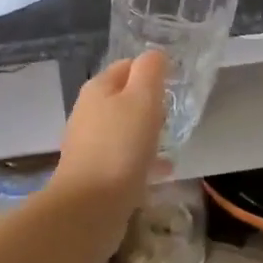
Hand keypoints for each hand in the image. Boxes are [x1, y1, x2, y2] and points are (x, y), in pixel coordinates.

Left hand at [50, 51, 168, 230]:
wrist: (89, 208)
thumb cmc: (120, 146)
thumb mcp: (142, 99)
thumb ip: (150, 71)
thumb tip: (155, 55)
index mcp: (98, 88)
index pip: (127, 66)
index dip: (150, 71)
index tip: (174, 84)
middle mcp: (88, 112)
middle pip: (123, 97)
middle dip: (148, 103)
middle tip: (173, 114)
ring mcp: (88, 144)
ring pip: (123, 128)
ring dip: (145, 132)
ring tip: (171, 142)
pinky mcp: (93, 173)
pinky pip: (123, 157)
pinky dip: (141, 159)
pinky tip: (162, 171)